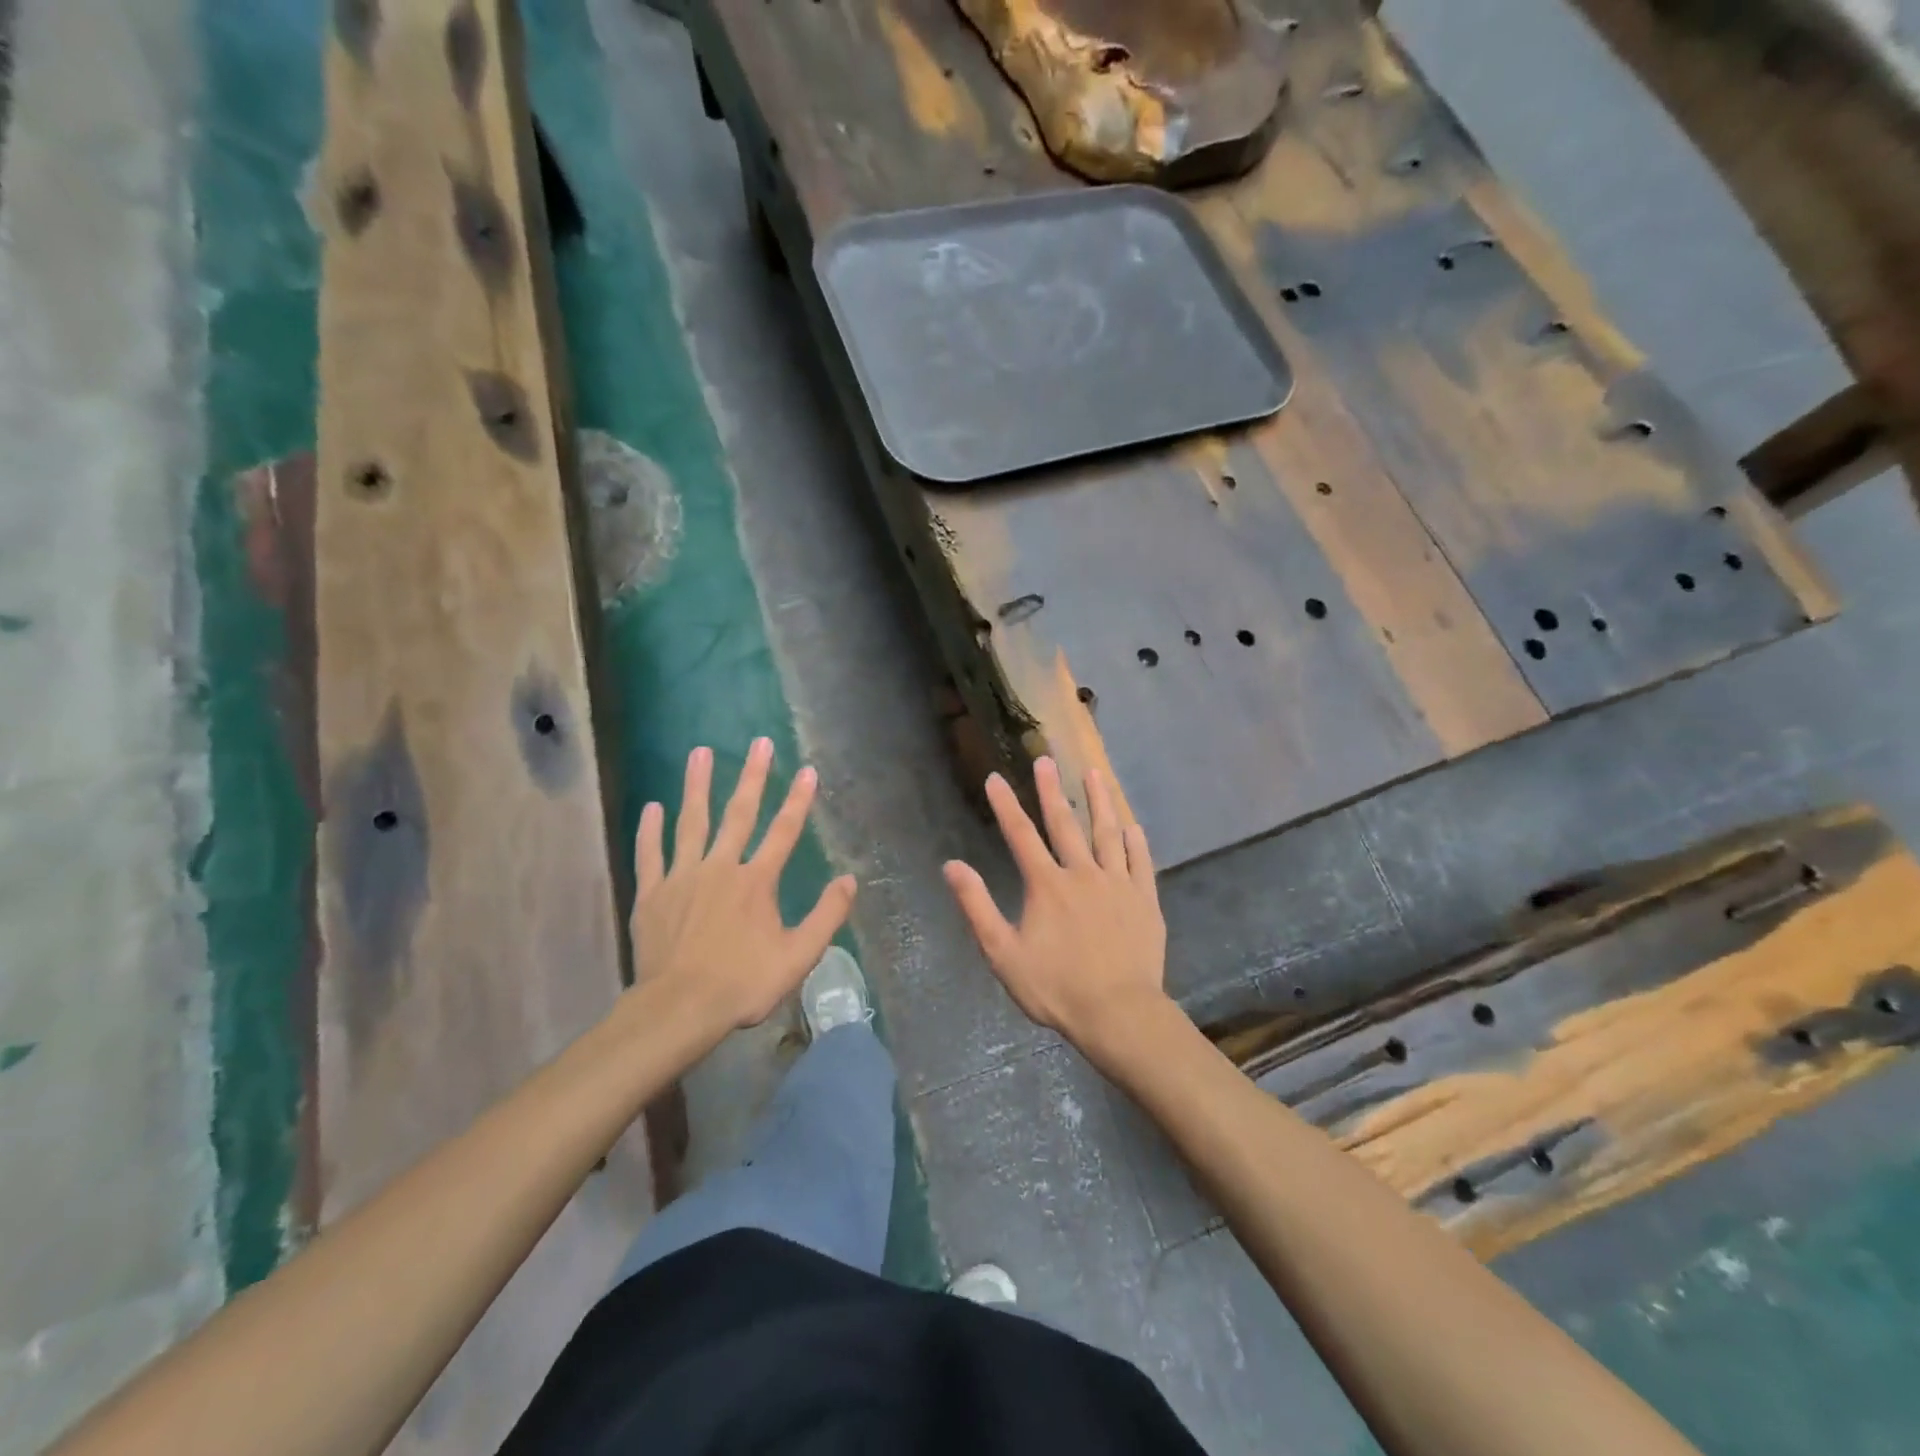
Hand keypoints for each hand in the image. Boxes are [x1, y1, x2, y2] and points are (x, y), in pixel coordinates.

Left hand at [634, 739, 856, 1031]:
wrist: (679, 1009)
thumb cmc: (743, 983)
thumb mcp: (798, 956)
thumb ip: (826, 916)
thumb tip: (849, 879)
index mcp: (757, 881)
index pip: (784, 831)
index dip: (798, 799)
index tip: (807, 769)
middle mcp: (721, 868)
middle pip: (739, 814)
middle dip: (752, 776)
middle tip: (759, 743)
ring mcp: (683, 878)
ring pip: (691, 822)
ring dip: (697, 786)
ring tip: (699, 752)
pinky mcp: (653, 894)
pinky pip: (651, 854)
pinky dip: (650, 830)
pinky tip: (652, 806)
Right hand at [943, 757, 1167, 1049]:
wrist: (1118, 1014)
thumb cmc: (1056, 988)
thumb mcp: (1003, 953)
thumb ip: (977, 906)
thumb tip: (952, 866)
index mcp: (1046, 885)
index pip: (1020, 835)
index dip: (1005, 805)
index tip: (995, 777)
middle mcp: (1082, 873)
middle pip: (1064, 824)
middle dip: (1051, 790)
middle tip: (1046, 758)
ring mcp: (1118, 884)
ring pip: (1107, 833)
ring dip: (1100, 801)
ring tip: (1095, 773)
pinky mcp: (1144, 900)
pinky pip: (1140, 862)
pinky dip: (1135, 841)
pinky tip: (1132, 825)